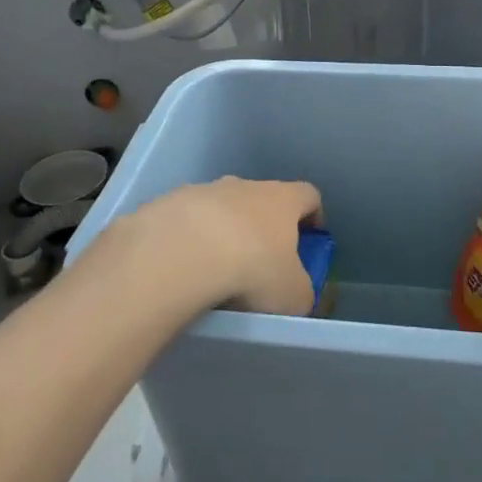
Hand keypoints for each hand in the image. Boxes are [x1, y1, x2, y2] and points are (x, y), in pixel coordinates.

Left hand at [126, 177, 322, 316]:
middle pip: (262, 199)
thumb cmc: (252, 268)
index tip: (311, 239)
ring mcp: (203, 191)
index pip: (308, 195)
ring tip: (215, 271)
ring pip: (220, 209)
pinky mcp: (167, 204)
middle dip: (263, 226)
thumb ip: (302, 291)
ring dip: (222, 232)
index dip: (313, 216)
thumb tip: (299, 293)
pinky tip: (182, 270)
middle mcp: (245, 186)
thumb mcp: (292, 295)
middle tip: (260, 263)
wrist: (180, 253)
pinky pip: (185, 222)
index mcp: (282, 199)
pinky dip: (187, 241)